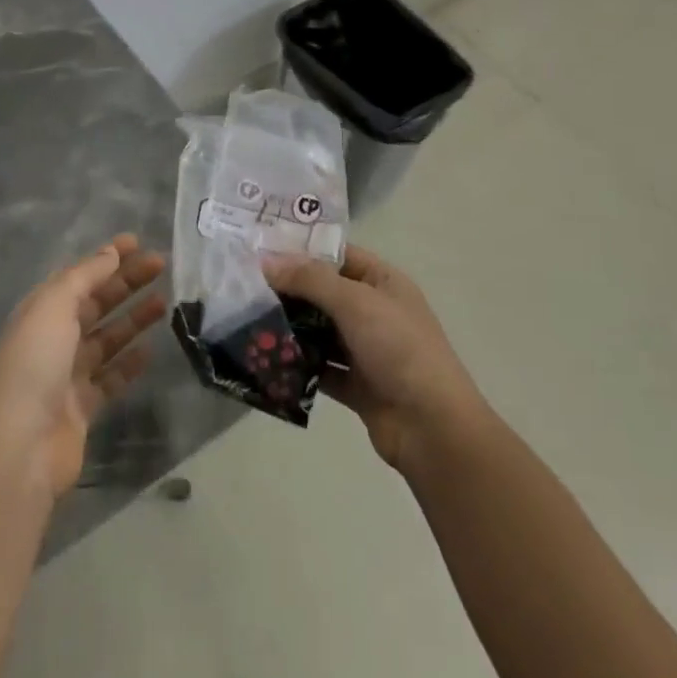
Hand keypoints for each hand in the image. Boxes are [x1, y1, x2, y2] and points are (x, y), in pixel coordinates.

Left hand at [0, 235, 166, 497]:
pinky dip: (129, 362)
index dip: (106, 258)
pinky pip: (111, 377)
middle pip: (94, 303)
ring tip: (165, 302)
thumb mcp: (53, 307)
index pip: (77, 276)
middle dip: (125, 282)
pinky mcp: (83, 407)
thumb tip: (110, 254)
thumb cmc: (33, 365)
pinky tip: (151, 350)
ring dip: (133, 319)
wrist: (20, 447)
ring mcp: (67, 374)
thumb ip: (83, 278)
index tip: (137, 242)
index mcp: (40, 311)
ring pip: (106, 338)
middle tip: (160, 265)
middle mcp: (52, 339)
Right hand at [263, 244, 486, 470]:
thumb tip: (267, 261)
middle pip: (325, 293)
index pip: (338, 255)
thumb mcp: (355, 302)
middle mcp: (375, 311)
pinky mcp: (356, 384)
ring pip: (319, 331)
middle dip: (289, 291)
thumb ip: (310, 280)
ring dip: (290, 328)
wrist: (432, 427)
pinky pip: (320, 367)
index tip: (261, 250)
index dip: (303, 250)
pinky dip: (297, 364)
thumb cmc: (400, 349)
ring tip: (246, 321)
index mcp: (384, 282)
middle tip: (243, 287)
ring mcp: (366, 349)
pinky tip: (266, 360)